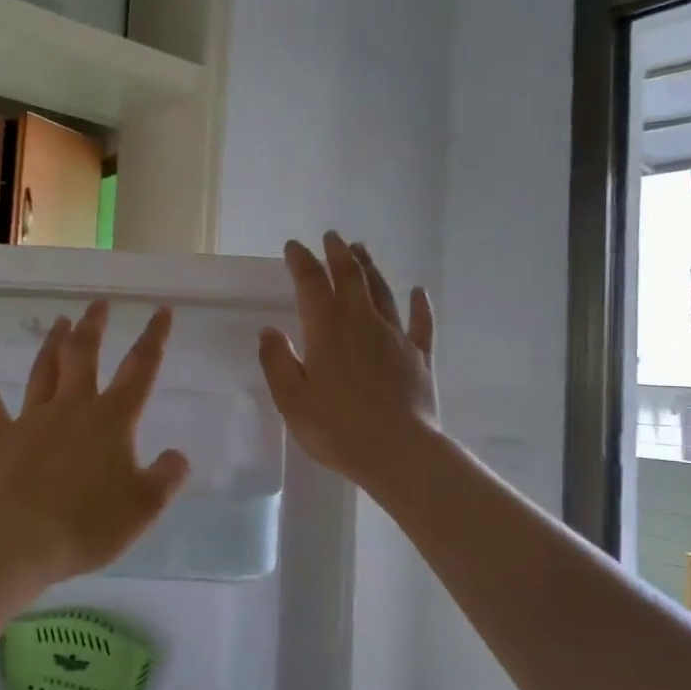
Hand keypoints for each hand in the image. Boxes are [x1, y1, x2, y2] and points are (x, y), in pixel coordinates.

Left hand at [0, 300, 190, 584]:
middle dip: (93, 326)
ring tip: (59, 321)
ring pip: (43, 371)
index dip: (154, 338)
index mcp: (112, 419)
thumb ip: (166, 477)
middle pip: (84, 355)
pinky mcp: (1, 440)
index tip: (161, 310)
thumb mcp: (145, 506)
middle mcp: (73, 408)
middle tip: (98, 303)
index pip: (140, 369)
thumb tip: (178, 456)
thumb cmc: (90, 522)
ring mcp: (33, 420)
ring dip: (52, 345)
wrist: (22, 539)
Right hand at [259, 233, 438, 494]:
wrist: (399, 453)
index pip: (311, 284)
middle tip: (331, 236)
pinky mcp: (419, 357)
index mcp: (326, 330)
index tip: (293, 247)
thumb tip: (269, 330)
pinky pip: (421, 323)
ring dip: (370, 268)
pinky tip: (418, 291)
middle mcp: (362, 323)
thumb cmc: (337, 429)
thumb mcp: (292, 400)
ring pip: (382, 292)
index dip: (302, 262)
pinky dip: (420, 305)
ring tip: (361, 249)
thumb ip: (277, 362)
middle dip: (338, 254)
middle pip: (350, 278)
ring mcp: (395, 337)